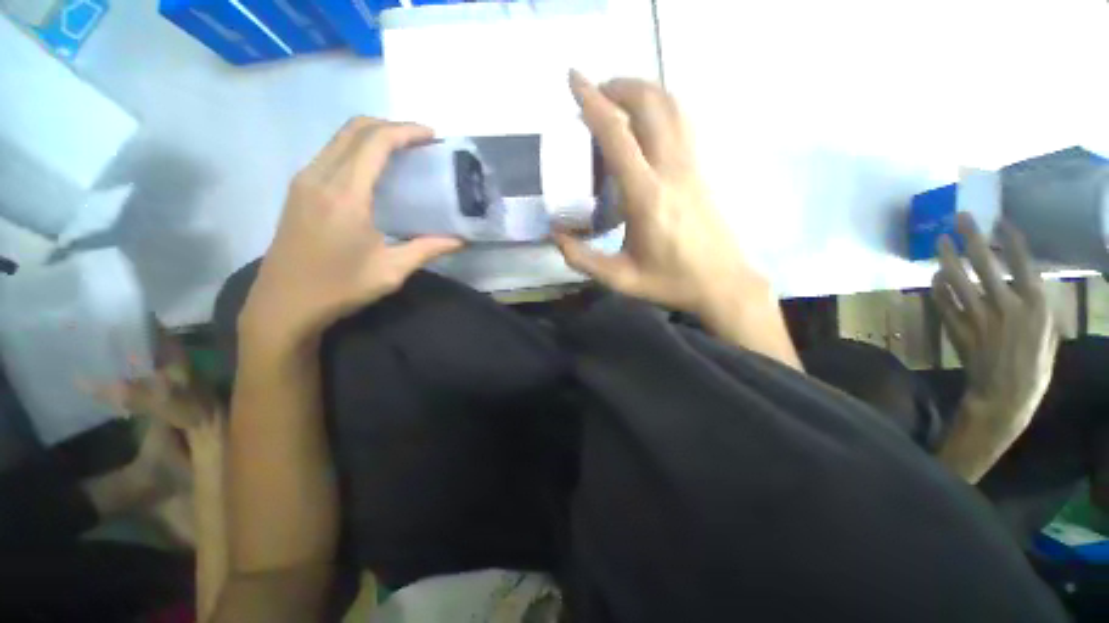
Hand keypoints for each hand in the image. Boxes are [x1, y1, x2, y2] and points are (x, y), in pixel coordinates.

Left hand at [239, 118, 462, 350]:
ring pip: (340, 137)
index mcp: (345, 195)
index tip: (432, 135)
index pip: (376, 143)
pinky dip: (357, 148)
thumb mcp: (391, 271)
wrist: (284, 304)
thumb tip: (461, 240)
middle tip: (421, 141)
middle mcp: (320, 177)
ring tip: (404, 152)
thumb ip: (428, 249)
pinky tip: (376, 170)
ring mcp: (304, 180)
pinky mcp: (299, 189)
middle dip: (391, 126)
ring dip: (373, 135)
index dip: (406, 131)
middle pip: (355, 128)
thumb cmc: (339, 288)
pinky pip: (331, 152)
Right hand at [555, 72, 799, 368]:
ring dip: (642, 91)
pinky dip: (660, 107)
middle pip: (649, 104)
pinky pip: (682, 122)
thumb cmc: (670, 282)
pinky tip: (644, 124)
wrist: (722, 283)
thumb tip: (556, 235)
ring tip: (617, 102)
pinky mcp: (700, 170)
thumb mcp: (619, 278)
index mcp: (647, 197)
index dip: (592, 102)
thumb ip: (582, 259)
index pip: (617, 135)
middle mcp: (671, 171)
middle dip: (618, 87)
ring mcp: (691, 166)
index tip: (573, 79)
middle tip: (593, 97)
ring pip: (671, 106)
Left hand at [933, 213, 1057, 436]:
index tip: (997, 220)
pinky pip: (943, 301)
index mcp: (1035, 305)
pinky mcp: (957, 328)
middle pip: (985, 262)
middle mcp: (1006, 305)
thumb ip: (1038, 306)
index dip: (1008, 239)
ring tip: (939, 240)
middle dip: (971, 236)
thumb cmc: (1034, 366)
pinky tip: (934, 275)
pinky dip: (937, 286)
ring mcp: (978, 317)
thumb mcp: (1049, 333)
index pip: (1021, 262)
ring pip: (958, 278)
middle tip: (959, 218)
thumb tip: (1028, 281)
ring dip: (947, 257)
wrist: (1005, 395)